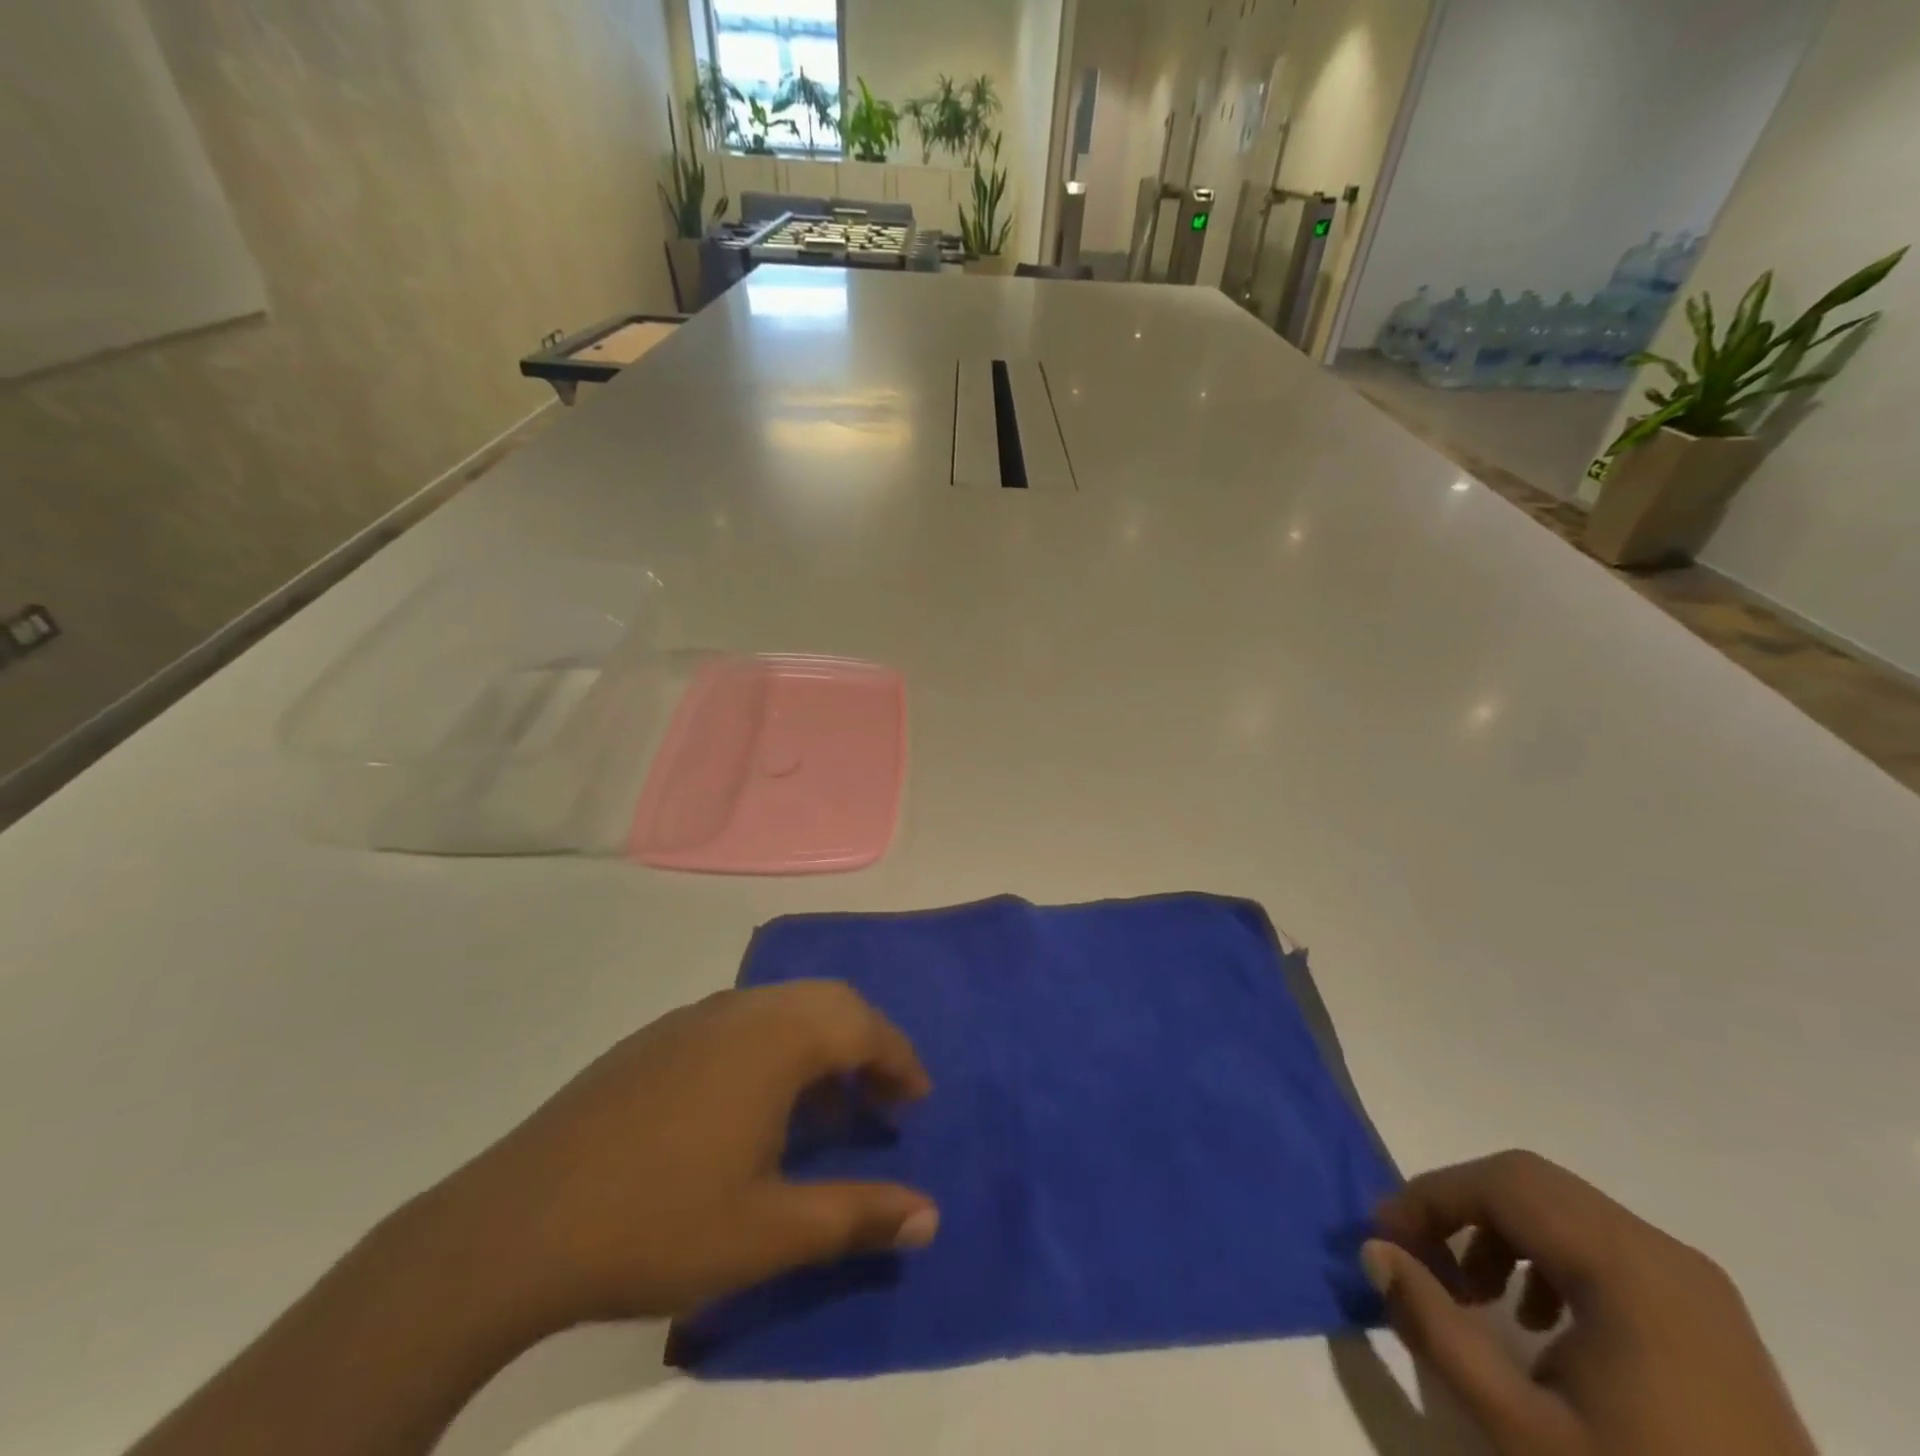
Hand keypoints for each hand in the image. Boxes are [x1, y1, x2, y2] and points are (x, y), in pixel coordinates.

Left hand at [427, 981, 938, 1336]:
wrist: (515, 1226)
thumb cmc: (658, 1223)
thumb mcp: (769, 1234)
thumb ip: (856, 1217)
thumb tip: (929, 1216)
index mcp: (774, 1040)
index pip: (862, 1026)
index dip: (900, 1060)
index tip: (918, 1100)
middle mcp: (740, 1010)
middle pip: (826, 1000)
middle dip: (865, 1040)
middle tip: (881, 1096)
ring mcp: (691, 1018)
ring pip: (780, 1005)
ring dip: (818, 1040)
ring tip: (824, 1103)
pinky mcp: (654, 1038)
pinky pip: (739, 1019)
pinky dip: (773, 1043)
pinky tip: (752, 1104)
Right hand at [1363, 1151, 1815, 1455]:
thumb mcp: (1523, 1431)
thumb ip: (1436, 1329)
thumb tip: (1373, 1250)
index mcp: (1626, 1268)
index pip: (1500, 1184)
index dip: (1429, 1197)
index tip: (1384, 1239)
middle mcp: (1663, 1253)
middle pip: (1529, 1182)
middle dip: (1460, 1207)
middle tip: (1421, 1260)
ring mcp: (1694, 1283)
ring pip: (1564, 1208)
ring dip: (1501, 1230)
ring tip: (1475, 1295)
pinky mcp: (1707, 1315)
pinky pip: (1604, 1245)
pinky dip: (1548, 1256)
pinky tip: (1540, 1323)